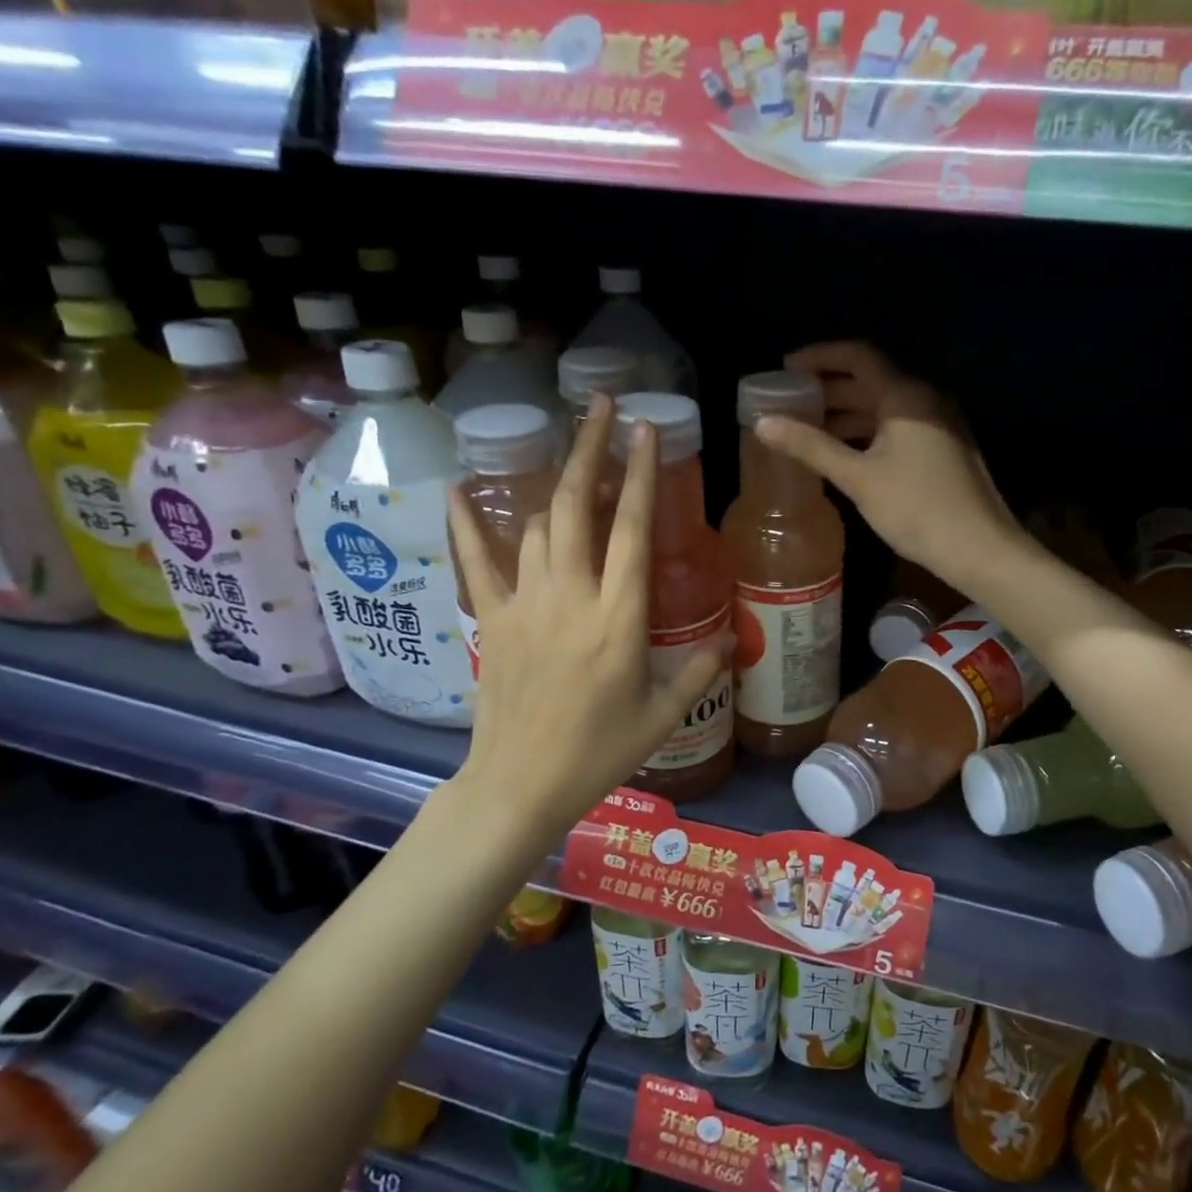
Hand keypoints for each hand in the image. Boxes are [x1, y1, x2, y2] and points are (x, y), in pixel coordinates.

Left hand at [441, 395, 721, 853]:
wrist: (520, 785)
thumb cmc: (599, 753)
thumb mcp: (663, 715)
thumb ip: (701, 670)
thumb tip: (734, 639)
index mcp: (619, 619)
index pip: (632, 531)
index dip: (641, 475)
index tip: (645, 430)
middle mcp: (571, 598)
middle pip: (578, 507)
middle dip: (590, 449)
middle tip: (602, 406)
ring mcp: (524, 605)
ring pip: (538, 526)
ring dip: (559, 489)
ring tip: (576, 465)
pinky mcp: (492, 620)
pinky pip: (476, 561)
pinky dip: (466, 524)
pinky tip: (458, 488)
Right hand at [753, 342, 1023, 585]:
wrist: (979, 548)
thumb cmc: (916, 508)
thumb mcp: (858, 477)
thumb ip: (811, 446)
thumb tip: (764, 423)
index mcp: (905, 396)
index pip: (857, 357)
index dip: (819, 357)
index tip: (785, 368)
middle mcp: (925, 401)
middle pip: (870, 382)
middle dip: (828, 390)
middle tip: (789, 403)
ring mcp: (938, 426)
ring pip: (883, 409)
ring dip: (846, 415)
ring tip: (807, 431)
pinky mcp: (943, 451)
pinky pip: (897, 430)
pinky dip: (867, 434)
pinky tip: (844, 455)